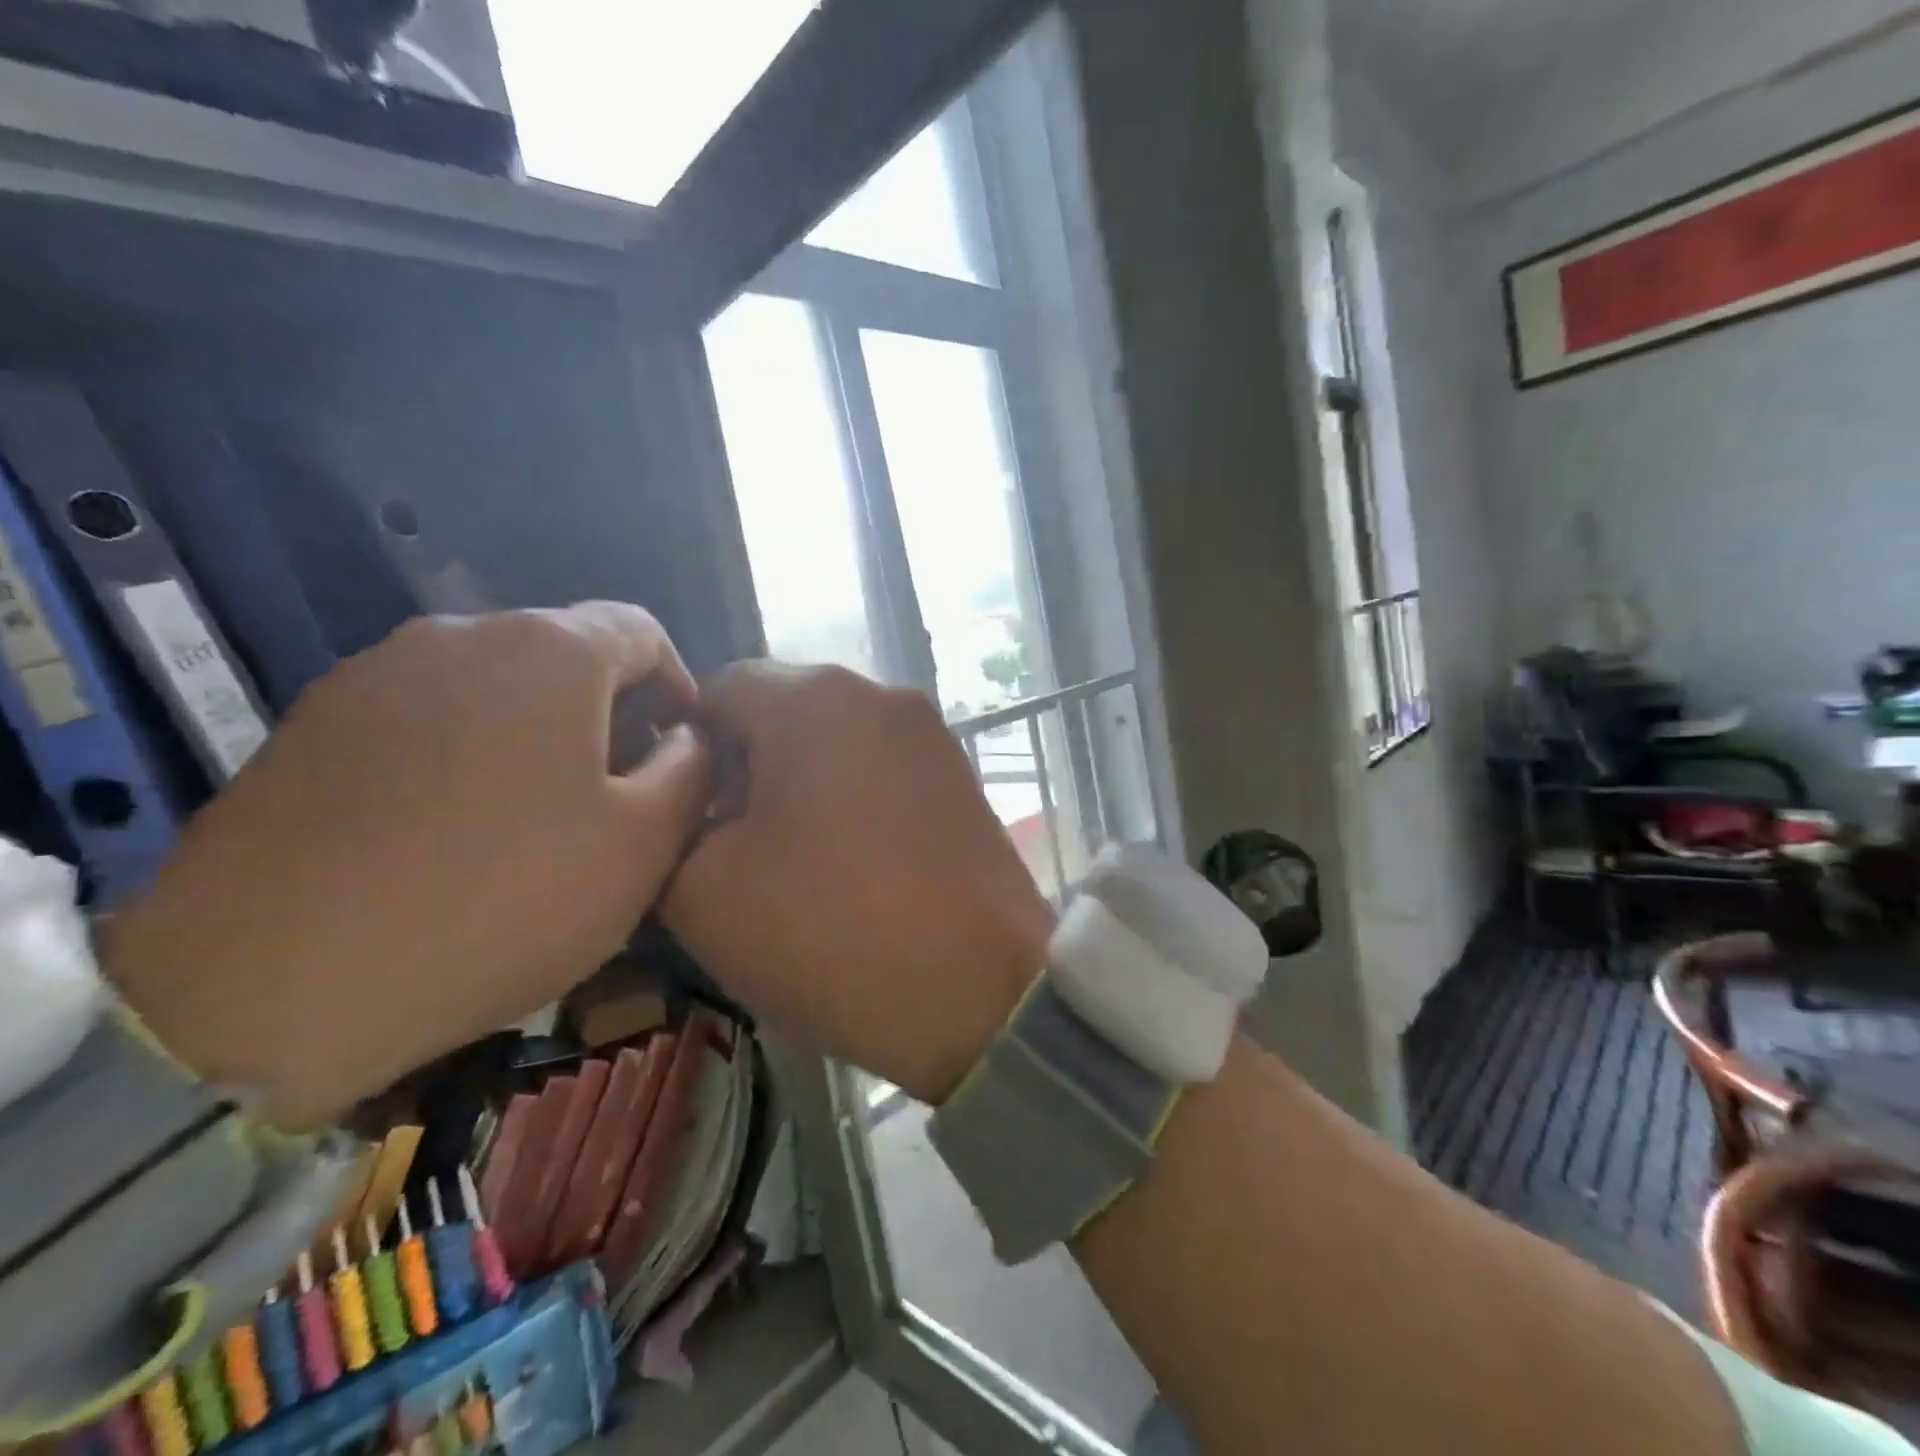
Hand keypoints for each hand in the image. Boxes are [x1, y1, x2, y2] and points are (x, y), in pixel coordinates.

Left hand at [103, 603, 714, 1128]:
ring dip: (541, 733)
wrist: (267, 987)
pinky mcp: (312, 725)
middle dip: (612, 713)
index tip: (683, 755)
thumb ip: (691, 770)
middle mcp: (459, 635)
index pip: (643, 632)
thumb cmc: (501, 899)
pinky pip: (430, 718)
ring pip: (496, 686)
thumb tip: (687, 736)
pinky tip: (459, 829)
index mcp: (550, 650)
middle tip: (621, 794)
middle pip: (568, 654)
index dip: (679, 687)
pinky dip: (471, 752)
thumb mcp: (643, 843)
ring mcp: (373, 675)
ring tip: (541, 815)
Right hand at [666, 664, 1051, 1102]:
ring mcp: (932, 735)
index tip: (682, 817)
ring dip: (798, 789)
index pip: (718, 689)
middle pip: (781, 713)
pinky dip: (850, 804)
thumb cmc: (833, 931)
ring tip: (791, 865)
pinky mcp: (961, 778)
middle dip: (743, 771)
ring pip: (834, 743)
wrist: (983, 991)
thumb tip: (695, 805)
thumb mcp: (703, 891)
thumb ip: (670, 827)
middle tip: (729, 848)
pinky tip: (850, 868)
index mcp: (814, 698)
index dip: (685, 749)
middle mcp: (880, 694)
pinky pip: (881, 772)